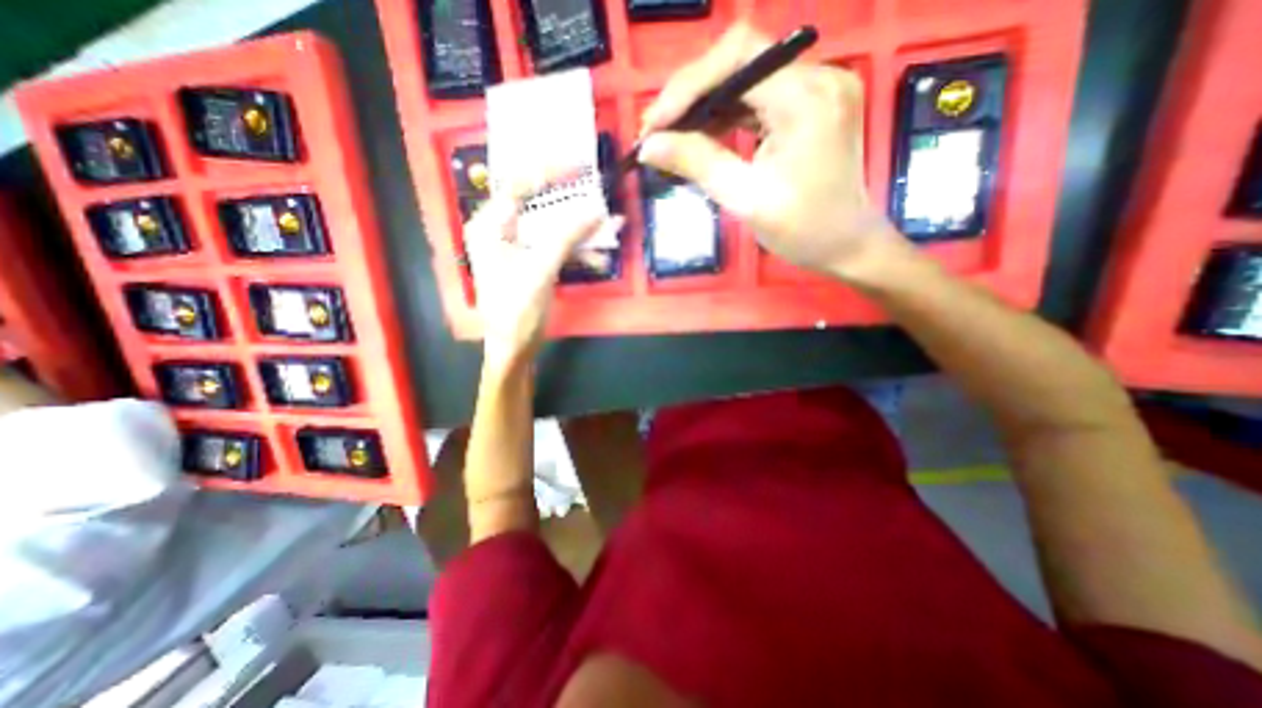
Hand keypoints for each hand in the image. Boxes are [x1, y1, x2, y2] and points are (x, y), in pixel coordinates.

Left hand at [461, 182, 620, 371]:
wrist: (514, 348)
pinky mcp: (531, 263)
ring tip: (608, 226)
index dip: (549, 172)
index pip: (518, 186)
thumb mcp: (541, 269)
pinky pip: (555, 246)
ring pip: (551, 227)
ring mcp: (517, 248)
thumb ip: (568, 235)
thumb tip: (598, 209)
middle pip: (538, 204)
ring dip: (579, 229)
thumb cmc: (518, 310)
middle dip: (571, 202)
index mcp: (490, 226)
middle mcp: (500, 231)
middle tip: (596, 191)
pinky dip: (576, 248)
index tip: (579, 166)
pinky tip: (597, 253)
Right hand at [638, 24, 912, 278]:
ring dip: (705, 105)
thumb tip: (649, 146)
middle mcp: (817, 78)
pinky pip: (759, 98)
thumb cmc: (802, 230)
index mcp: (806, 99)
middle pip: (740, 61)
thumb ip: (698, 164)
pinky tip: (702, 135)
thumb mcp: (746, 199)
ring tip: (671, 135)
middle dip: (691, 94)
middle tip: (656, 131)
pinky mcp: (811, 106)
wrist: (847, 246)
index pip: (738, 58)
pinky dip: (726, 115)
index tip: (653, 125)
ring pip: (746, 78)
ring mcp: (816, 89)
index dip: (687, 85)